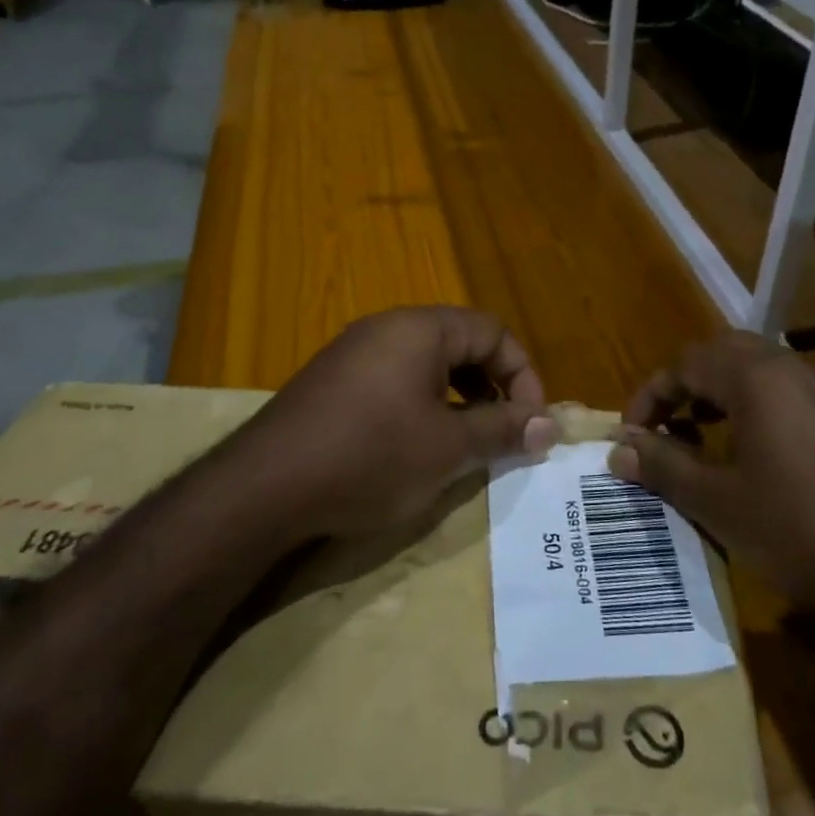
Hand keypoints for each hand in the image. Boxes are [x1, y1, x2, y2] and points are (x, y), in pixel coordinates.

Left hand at [224, 307, 556, 537]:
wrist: (264, 487)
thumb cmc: (370, 457)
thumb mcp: (448, 449)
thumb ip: (503, 430)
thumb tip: (550, 426)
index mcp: (421, 328)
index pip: (494, 332)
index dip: (524, 376)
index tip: (531, 424)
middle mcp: (388, 327)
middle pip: (462, 342)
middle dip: (493, 386)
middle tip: (504, 432)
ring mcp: (355, 352)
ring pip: (428, 363)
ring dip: (460, 398)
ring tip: (467, 441)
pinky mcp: (334, 381)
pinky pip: (396, 379)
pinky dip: (424, 404)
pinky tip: (419, 444)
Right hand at [608, 333, 814, 637]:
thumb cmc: (801, 532)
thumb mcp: (718, 503)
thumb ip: (663, 467)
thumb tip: (617, 448)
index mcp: (758, 378)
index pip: (686, 363)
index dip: (650, 395)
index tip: (630, 436)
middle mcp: (797, 372)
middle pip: (725, 355)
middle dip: (687, 386)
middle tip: (667, 429)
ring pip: (763, 375)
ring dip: (724, 398)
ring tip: (705, 444)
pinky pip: (794, 400)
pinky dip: (761, 415)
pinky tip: (761, 466)